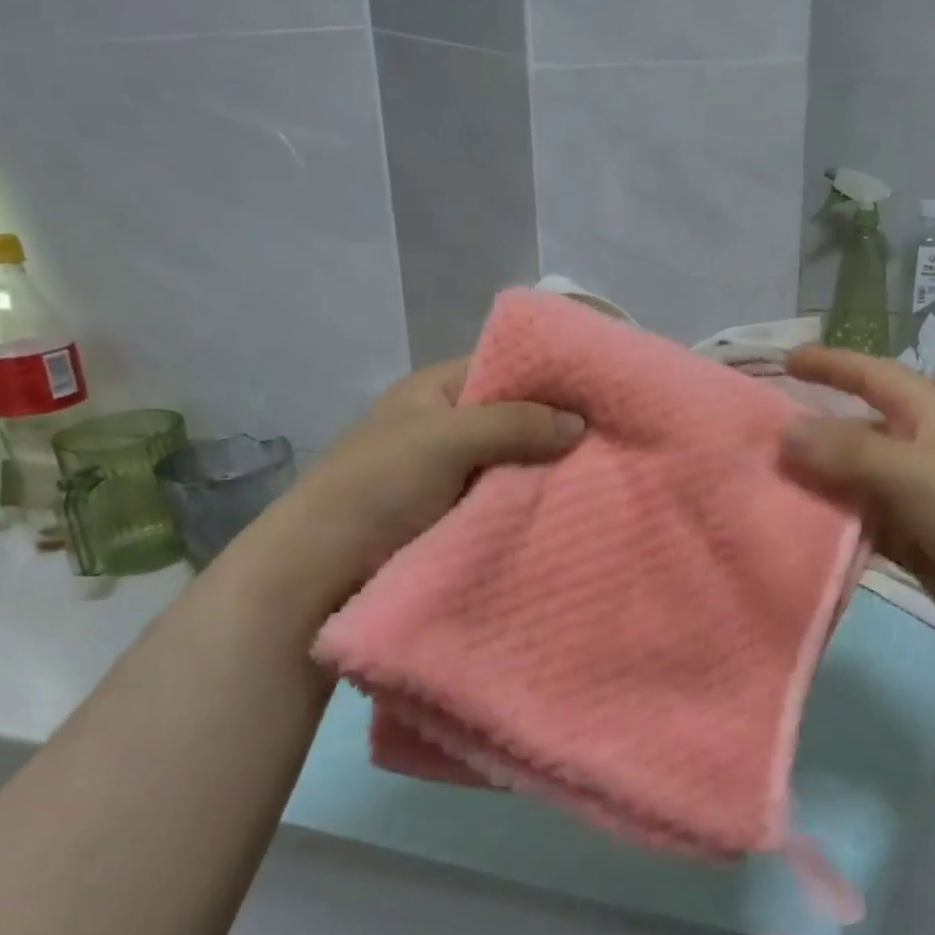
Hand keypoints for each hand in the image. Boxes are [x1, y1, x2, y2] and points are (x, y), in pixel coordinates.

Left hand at [224, 359, 582, 619]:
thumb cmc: (377, 485)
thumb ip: (513, 423)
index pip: (503, 364)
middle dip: (556, 425)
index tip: (600, 387)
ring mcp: (453, 471)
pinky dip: (532, 499)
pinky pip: (506, 496)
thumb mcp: (444, 439)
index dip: (549, 374)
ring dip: (547, 467)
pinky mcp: (458, 513)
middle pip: (514, 414)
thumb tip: (580, 423)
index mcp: (436, 390)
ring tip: (607, 469)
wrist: (321, 569)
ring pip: (514, 459)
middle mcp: (447, 424)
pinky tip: (574, 503)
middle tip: (613, 433)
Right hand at [778, 346, 934, 658]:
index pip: (872, 375)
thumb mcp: (910, 469)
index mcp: (930, 414)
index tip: (786, 360)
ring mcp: (921, 497)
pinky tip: (800, 527)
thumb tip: (785, 432)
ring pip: (858, 480)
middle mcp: (924, 448)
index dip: (831, 364)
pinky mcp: (920, 540)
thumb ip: (845, 451)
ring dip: (820, 481)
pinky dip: (837, 522)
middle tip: (762, 435)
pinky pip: (866, 522)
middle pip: (859, 430)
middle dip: (815, 430)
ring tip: (767, 482)